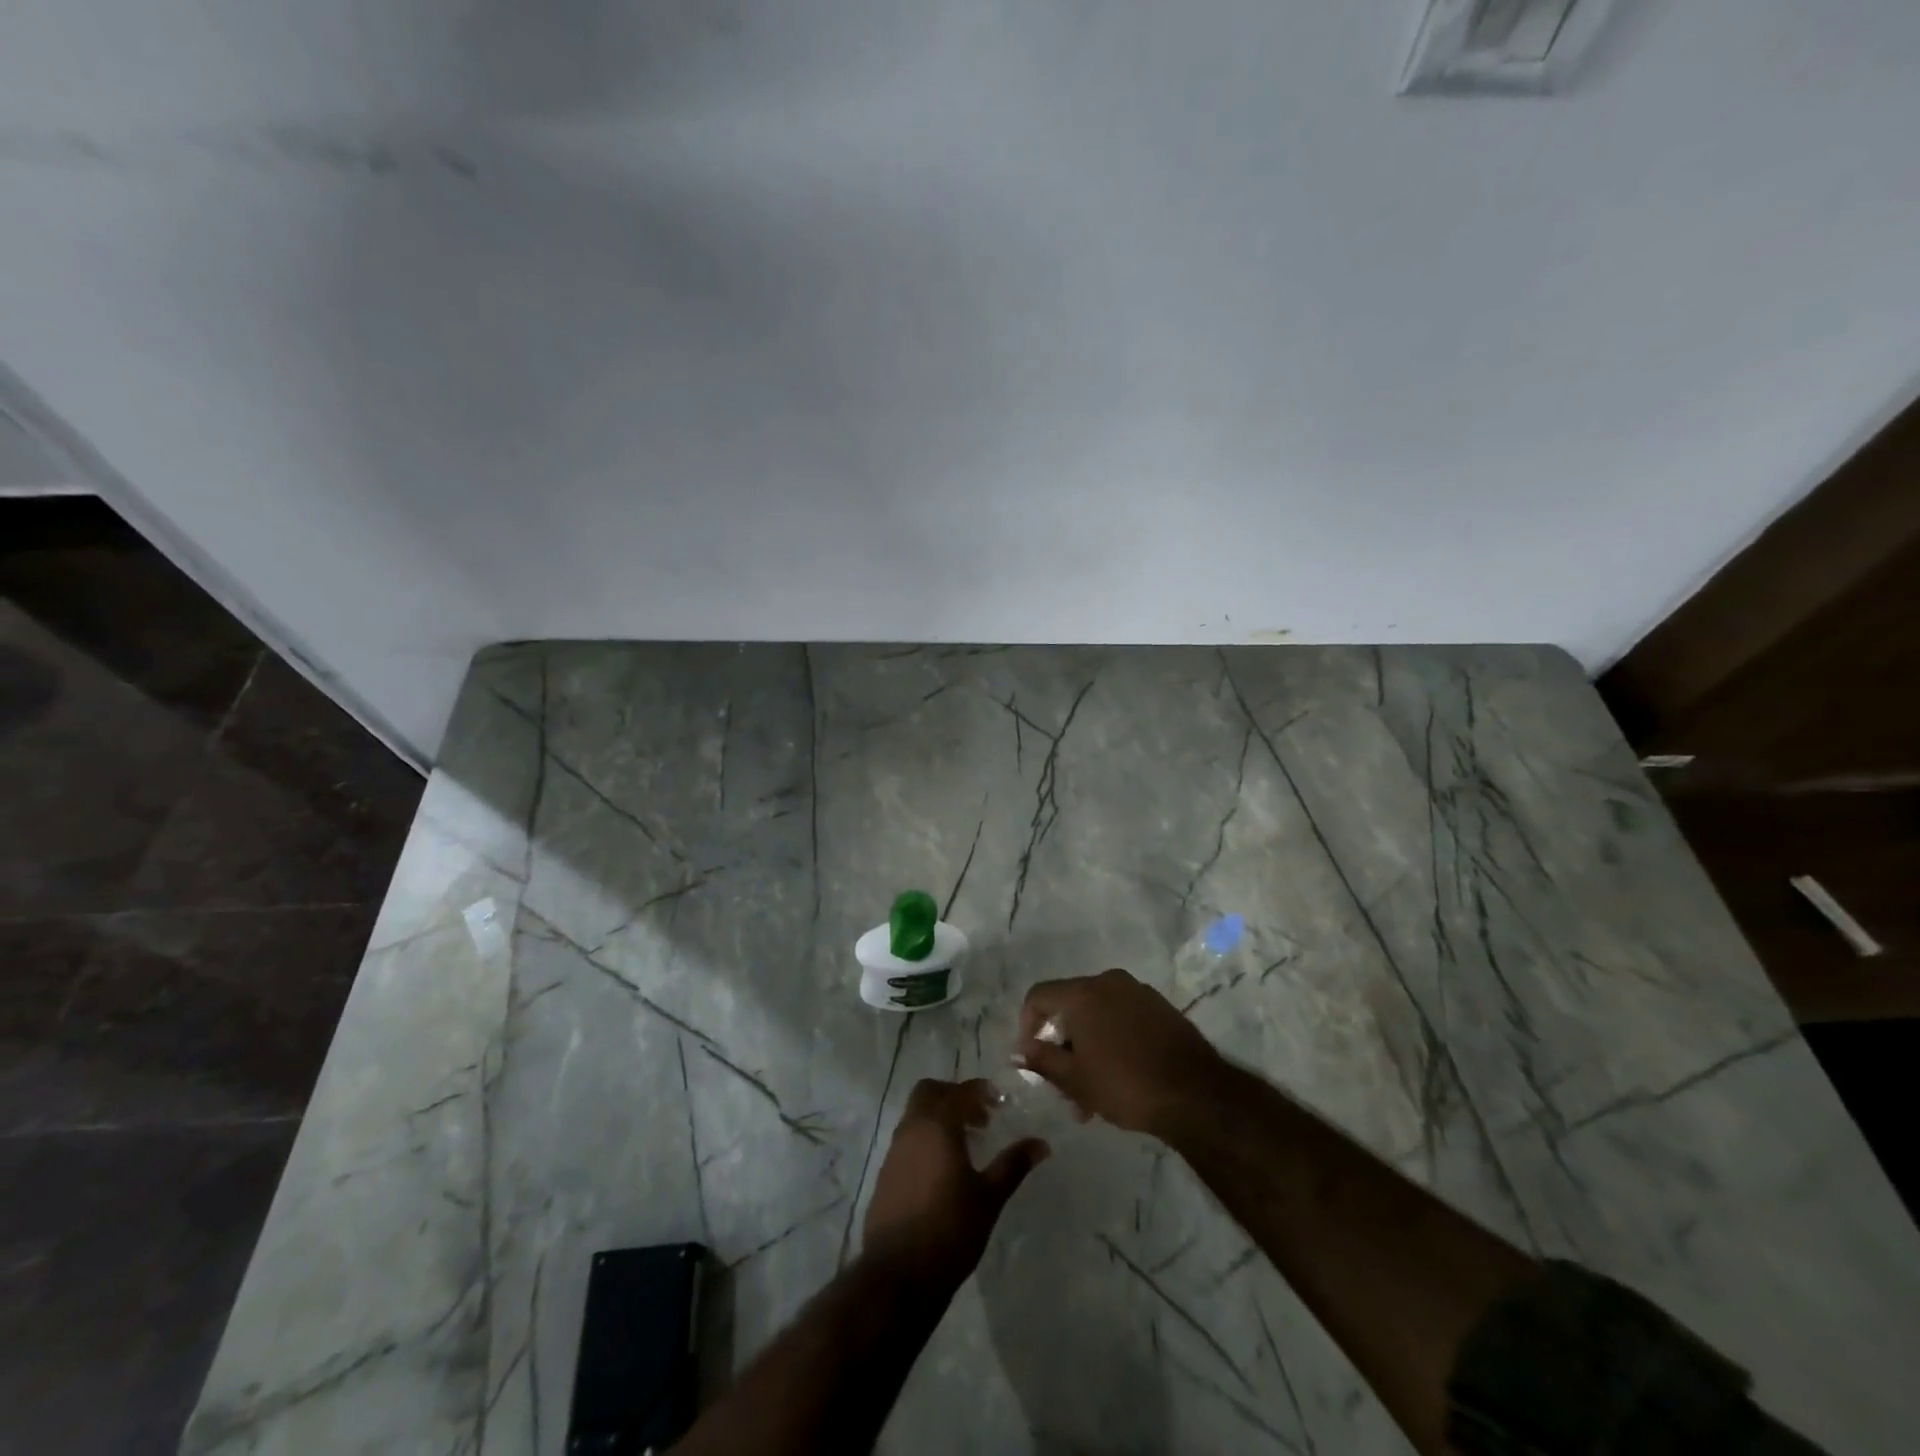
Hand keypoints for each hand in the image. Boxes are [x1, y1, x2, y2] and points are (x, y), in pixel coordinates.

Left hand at [863, 1078, 1048, 1282]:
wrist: (897, 1275)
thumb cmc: (950, 1229)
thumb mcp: (989, 1197)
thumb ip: (1013, 1164)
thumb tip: (1041, 1143)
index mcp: (937, 1125)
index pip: (959, 1092)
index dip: (980, 1091)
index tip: (999, 1101)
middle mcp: (912, 1129)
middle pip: (929, 1093)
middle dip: (954, 1097)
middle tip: (980, 1118)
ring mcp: (894, 1151)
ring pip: (916, 1116)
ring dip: (939, 1118)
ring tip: (966, 1145)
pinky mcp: (885, 1174)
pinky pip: (908, 1140)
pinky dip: (926, 1140)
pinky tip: (944, 1170)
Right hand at [1017, 969, 1227, 1136]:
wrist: (1196, 1094)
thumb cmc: (1125, 1085)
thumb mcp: (1075, 1080)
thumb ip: (1042, 1060)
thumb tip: (1022, 1050)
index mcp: (1083, 993)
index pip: (1039, 996)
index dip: (1027, 1025)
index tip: (1032, 1058)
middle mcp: (1108, 982)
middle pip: (1070, 1006)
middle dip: (1062, 1045)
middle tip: (1064, 1085)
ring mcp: (1138, 992)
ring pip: (1098, 1014)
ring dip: (1088, 1047)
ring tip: (1093, 1093)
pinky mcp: (1161, 1007)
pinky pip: (1123, 1017)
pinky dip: (1112, 1039)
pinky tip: (1120, 1075)